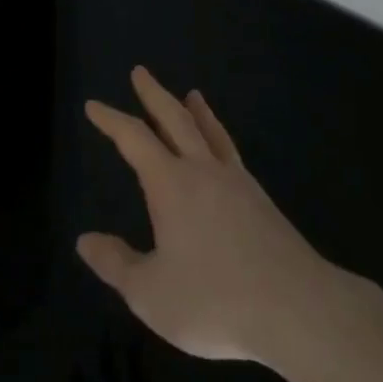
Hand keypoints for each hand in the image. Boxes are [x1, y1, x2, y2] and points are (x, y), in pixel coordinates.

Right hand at [78, 66, 343, 367]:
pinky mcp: (261, 201)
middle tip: (140, 72)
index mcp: (171, 184)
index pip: (134, 139)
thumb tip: (85, 240)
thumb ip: (116, 264)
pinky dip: (220, 137)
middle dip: (153, 94)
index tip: (93, 105)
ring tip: (192, 94)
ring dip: (196, 111)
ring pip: (211, 132)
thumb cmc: (215, 300)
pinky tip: (222, 151)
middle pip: (175, 119)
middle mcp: (203, 170)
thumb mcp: (151, 293)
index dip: (111, 120)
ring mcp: (237, 182)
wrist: (296, 309)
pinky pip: (231, 152)